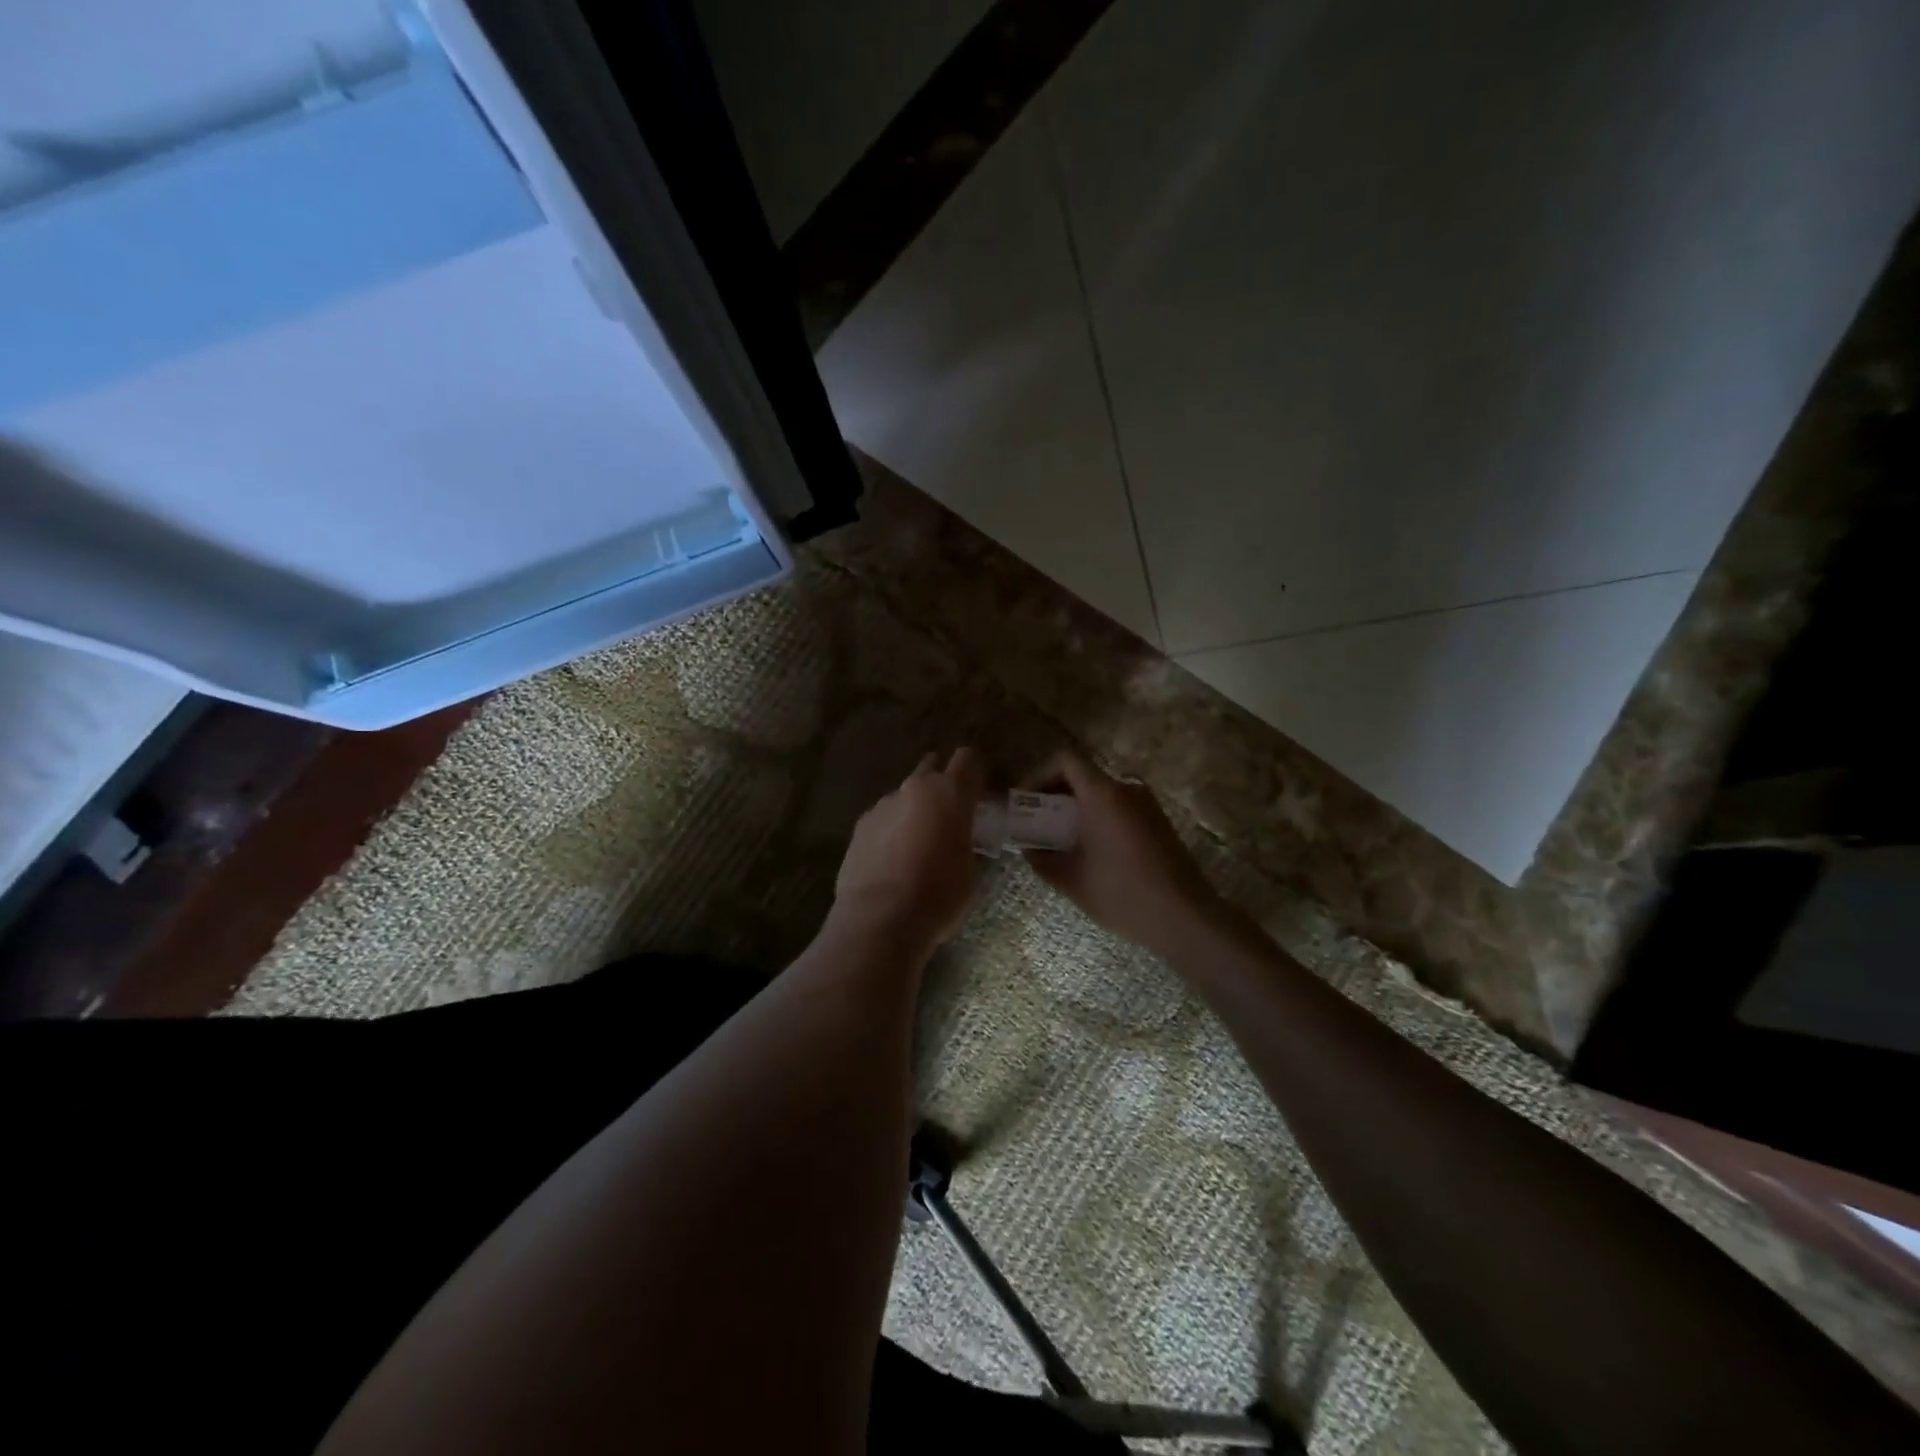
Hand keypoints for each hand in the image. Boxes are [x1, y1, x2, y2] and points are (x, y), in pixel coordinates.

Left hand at [833, 748, 983, 956]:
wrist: (880, 918)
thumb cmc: (938, 895)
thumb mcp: (967, 867)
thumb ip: (963, 838)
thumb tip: (955, 837)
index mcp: (949, 793)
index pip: (967, 759)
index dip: (973, 774)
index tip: (976, 794)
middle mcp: (914, 789)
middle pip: (930, 768)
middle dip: (939, 785)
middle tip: (947, 816)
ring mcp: (882, 805)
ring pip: (904, 796)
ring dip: (913, 811)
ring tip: (916, 846)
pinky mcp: (859, 826)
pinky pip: (883, 819)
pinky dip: (890, 831)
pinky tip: (891, 860)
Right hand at [1023, 752, 1222, 954]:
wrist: (1184, 917)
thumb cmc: (1121, 894)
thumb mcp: (1071, 880)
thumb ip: (1042, 859)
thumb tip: (1028, 849)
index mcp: (1102, 794)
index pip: (1066, 761)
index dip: (1040, 776)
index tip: (1028, 805)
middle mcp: (1127, 789)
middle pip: (1084, 778)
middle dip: (1057, 799)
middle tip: (1039, 828)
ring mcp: (1147, 805)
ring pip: (1103, 796)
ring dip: (1079, 813)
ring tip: (1063, 845)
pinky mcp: (1159, 823)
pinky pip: (1121, 810)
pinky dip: (1100, 821)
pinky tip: (1094, 856)